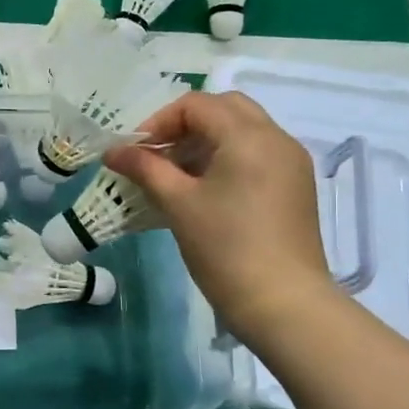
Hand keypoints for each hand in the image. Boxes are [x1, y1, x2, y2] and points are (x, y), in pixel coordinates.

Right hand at [105, 91, 336, 348]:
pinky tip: (205, 192)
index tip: (136, 153)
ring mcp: (291, 163)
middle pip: (225, 109)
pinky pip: (257, 154)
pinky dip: (227, 158)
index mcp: (249, 136)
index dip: (159, 121)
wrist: (284, 304)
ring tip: (177, 176)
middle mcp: (276, 139)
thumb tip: (112, 151)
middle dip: (186, 125)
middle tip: (159, 155)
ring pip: (243, 131)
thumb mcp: (178, 204)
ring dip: (206, 142)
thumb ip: (145, 169)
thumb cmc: (226, 249)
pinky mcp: (295, 187)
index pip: (197, 105)